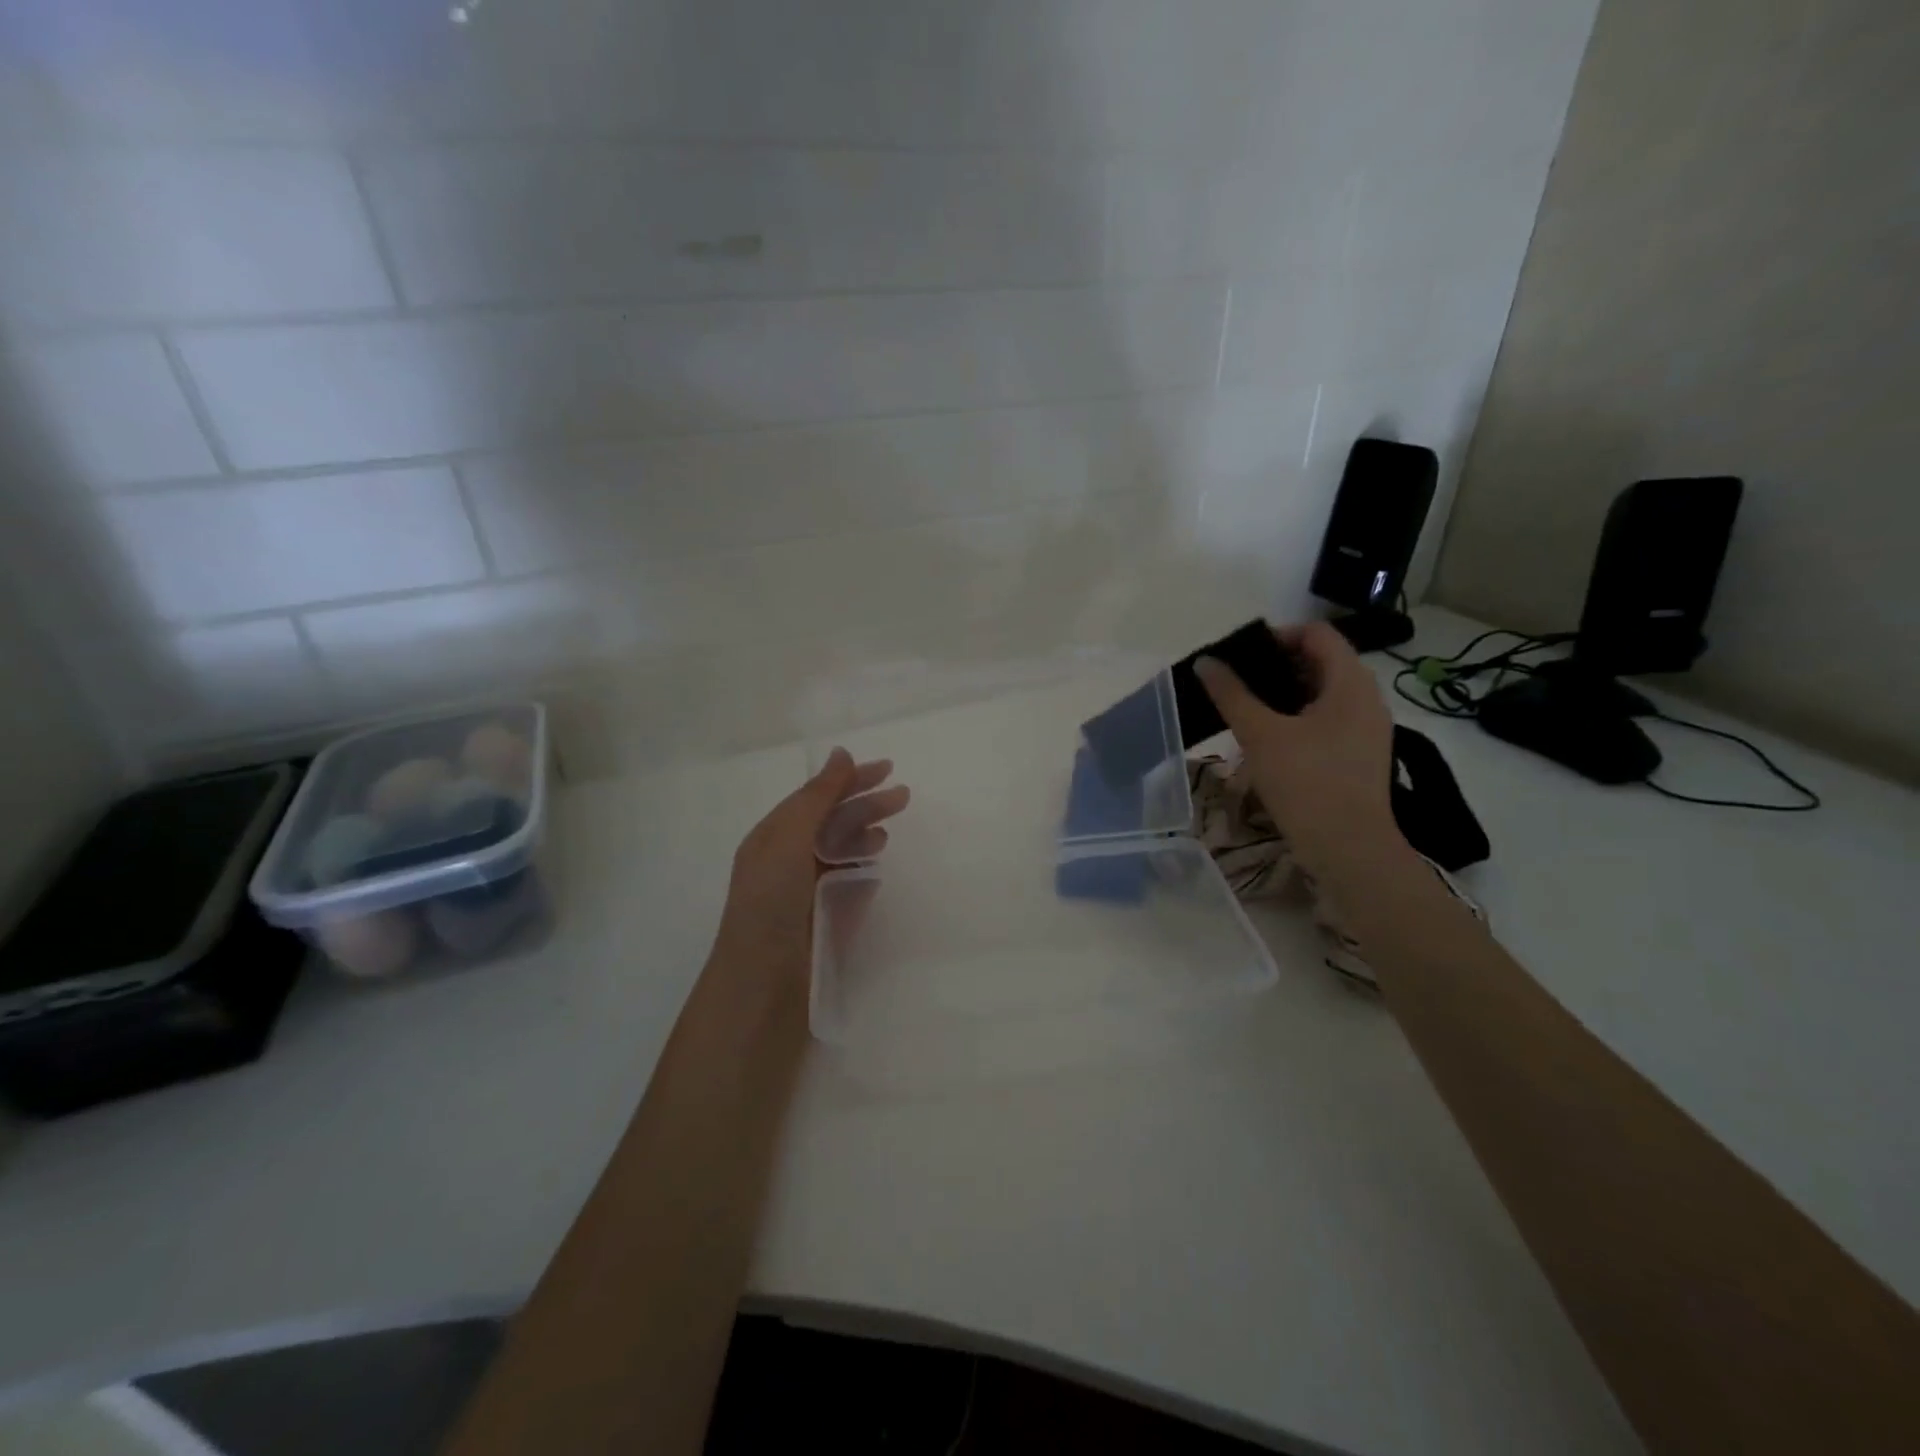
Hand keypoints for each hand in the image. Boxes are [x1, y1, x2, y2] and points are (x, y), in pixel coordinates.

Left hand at [710, 749, 908, 982]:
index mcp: (773, 837)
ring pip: (842, 852)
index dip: (848, 780)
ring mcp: (808, 892)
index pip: (815, 797)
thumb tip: (841, 753)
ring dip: (865, 836)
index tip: (887, 768)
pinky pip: (849, 885)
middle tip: (903, 797)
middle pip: (832, 822)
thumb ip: (817, 797)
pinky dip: (863, 871)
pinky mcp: (826, 919)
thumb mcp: (788, 839)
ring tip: (885, 836)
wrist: (763, 984)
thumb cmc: (770, 903)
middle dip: (865, 805)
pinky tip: (876, 868)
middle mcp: (788, 860)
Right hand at [1195, 621, 1403, 880]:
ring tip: (1247, 708)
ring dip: (1286, 693)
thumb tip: (1206, 662)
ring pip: (1324, 693)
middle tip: (1237, 681)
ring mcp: (1367, 728)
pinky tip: (1269, 738)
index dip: (1278, 635)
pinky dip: (1299, 717)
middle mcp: (1367, 698)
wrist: (1349, 848)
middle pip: (1321, 661)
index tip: (1241, 655)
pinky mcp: (1360, 754)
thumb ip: (1232, 694)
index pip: (1317, 634)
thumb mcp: (1260, 735)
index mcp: (1351, 682)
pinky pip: (1328, 719)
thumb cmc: (1306, 782)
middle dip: (1277, 665)